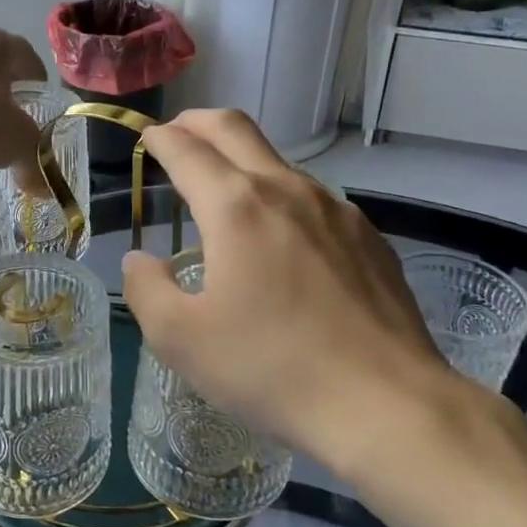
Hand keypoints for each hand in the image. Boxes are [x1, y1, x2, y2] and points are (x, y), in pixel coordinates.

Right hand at [120, 110, 522, 489]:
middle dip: (198, 122)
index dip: (160, 138)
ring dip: (242, 160)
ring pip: (278, 162)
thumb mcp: (181, 340)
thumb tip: (139, 260)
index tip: (147, 137)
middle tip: (177, 133)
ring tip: (225, 193)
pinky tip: (282, 239)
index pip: (186, 150)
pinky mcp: (368, 237)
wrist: (387, 404)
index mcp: (235, 207)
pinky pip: (313, 199)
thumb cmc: (271, 369)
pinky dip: (281, 197)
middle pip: (235, 129)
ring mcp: (335, 210)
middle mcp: (286, 190)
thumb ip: (147, 290)